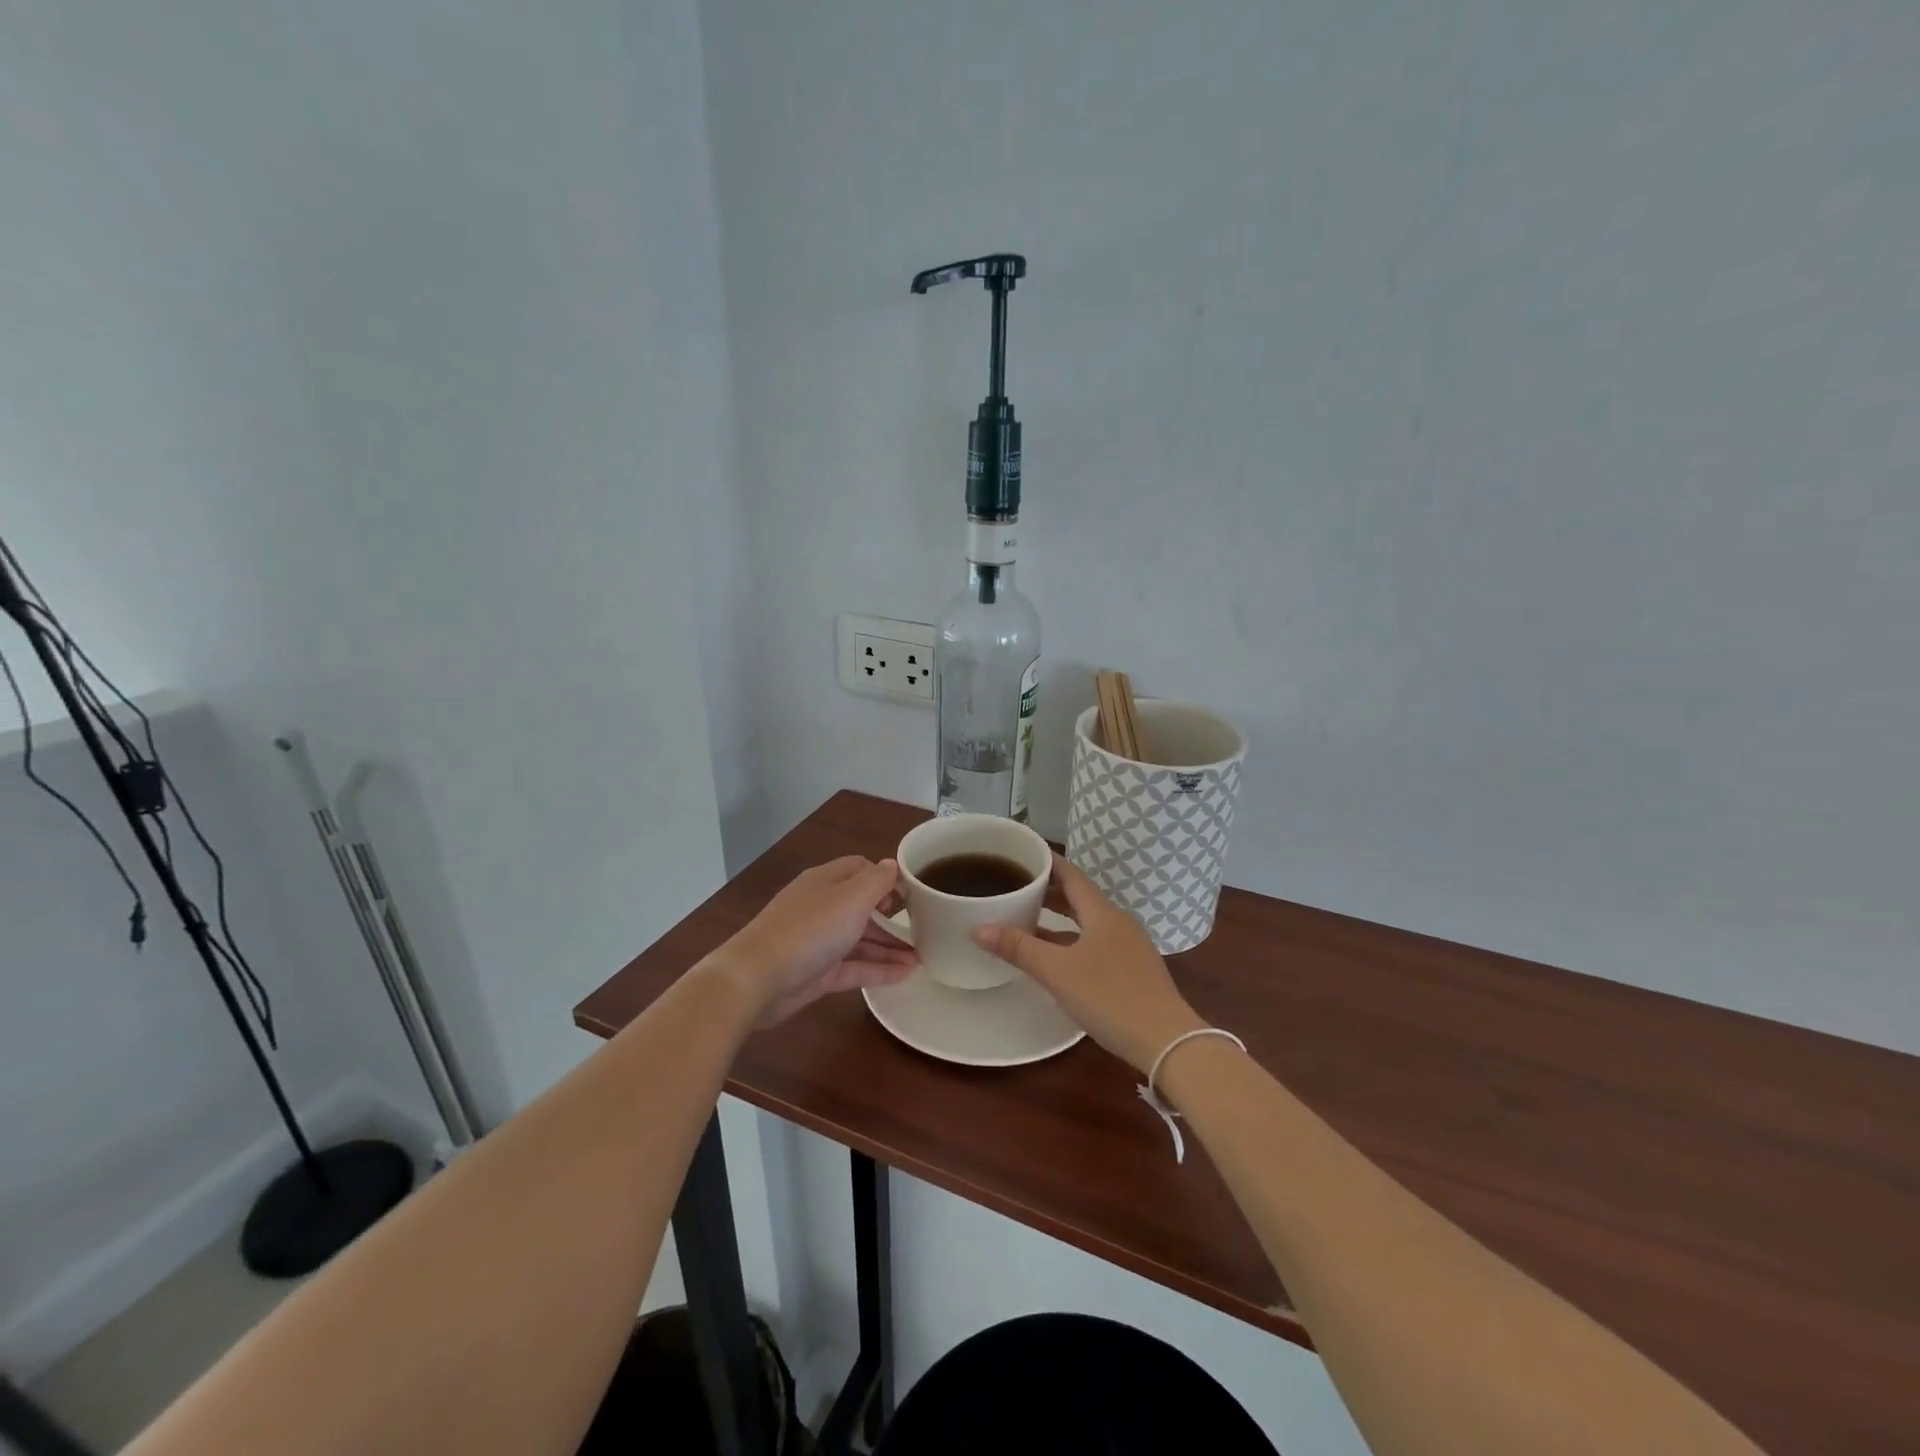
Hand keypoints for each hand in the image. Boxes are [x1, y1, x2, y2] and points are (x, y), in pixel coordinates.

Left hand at [713, 857, 916, 1026]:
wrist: (756, 980)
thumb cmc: (808, 930)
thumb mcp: (850, 899)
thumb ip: (876, 881)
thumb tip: (891, 865)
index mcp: (826, 881)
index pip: (860, 869)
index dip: (886, 878)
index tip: (912, 893)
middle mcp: (822, 907)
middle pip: (862, 906)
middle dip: (892, 916)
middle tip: (924, 927)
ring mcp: (818, 942)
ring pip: (860, 939)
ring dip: (889, 946)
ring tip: (922, 957)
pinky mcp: (817, 973)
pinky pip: (854, 967)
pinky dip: (878, 969)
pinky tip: (905, 975)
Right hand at [972, 855, 1204, 1072]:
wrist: (1166, 1041)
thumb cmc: (1109, 997)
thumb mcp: (1058, 972)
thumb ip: (1019, 948)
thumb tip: (978, 928)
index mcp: (1103, 913)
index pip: (1072, 875)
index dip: (1048, 863)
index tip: (1023, 855)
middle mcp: (1118, 922)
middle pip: (1079, 898)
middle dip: (1049, 892)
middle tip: (1017, 888)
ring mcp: (1129, 947)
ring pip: (1088, 922)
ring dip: (1060, 919)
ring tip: (1029, 921)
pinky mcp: (1133, 970)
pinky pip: (1096, 943)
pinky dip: (1073, 940)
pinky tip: (1057, 958)